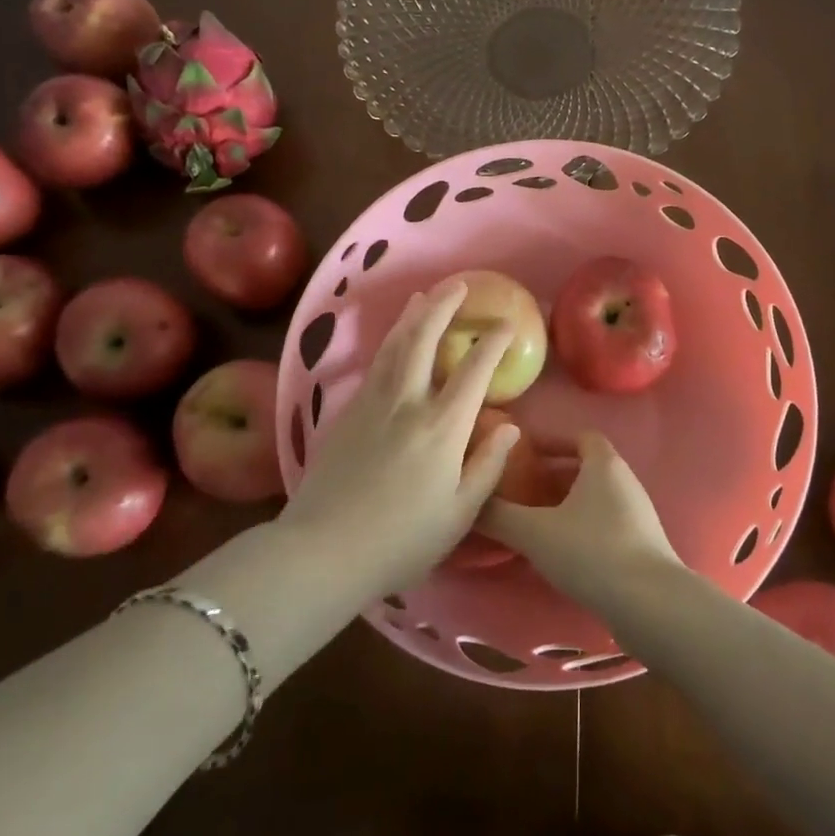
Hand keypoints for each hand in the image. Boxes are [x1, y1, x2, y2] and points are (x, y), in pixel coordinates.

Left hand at [278, 280, 520, 596]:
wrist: (323, 550)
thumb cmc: (401, 541)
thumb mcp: (459, 514)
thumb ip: (488, 466)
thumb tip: (511, 427)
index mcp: (443, 428)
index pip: (474, 371)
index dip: (493, 344)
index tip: (507, 324)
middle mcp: (408, 403)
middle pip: (426, 340)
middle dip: (444, 307)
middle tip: (459, 285)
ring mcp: (374, 403)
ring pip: (396, 345)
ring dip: (413, 316)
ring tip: (425, 296)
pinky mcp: (348, 412)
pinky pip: (376, 363)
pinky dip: (391, 341)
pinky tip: (395, 338)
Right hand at [480, 431, 682, 613]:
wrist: (652, 605)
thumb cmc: (592, 552)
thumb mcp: (536, 533)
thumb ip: (499, 515)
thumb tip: (468, 503)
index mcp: (604, 464)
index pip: (579, 435)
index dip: (551, 440)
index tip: (524, 453)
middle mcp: (625, 480)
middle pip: (586, 467)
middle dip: (552, 476)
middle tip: (521, 490)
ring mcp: (638, 514)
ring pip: (595, 498)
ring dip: (566, 504)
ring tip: (534, 523)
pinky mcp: (643, 545)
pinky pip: (605, 523)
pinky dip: (581, 528)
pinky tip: (561, 554)